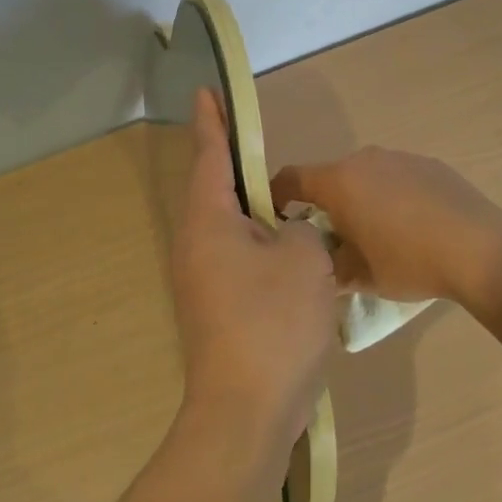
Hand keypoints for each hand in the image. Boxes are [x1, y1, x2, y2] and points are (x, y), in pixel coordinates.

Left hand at [169, 90, 337, 449]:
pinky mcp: (219, 307)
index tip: (206, 91)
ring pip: (230, 225)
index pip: (210, 156)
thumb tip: (289, 234)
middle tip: (254, 134)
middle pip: (217, 189)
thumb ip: (301, 227)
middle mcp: (197, 245)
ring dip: (253, 205)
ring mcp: (204, 280)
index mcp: (209, 222)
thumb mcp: (305, 257)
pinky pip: (240, 256)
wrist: (248, 410)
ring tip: (281, 188)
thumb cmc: (273, 321)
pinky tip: (289, 244)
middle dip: (234, 160)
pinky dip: (261, 240)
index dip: (212, 120)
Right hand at [270, 146, 501, 311]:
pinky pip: (395, 177)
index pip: (290, 178)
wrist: (480, 247)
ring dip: (360, 199)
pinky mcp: (428, 163)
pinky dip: (391, 196)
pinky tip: (412, 226)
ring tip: (377, 235)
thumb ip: (329, 266)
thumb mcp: (360, 276)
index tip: (276, 219)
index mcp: (339, 181)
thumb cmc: (409, 261)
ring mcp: (398, 157)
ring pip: (364, 176)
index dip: (276, 196)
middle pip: (330, 177)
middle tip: (332, 239)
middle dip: (325, 205)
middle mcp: (363, 159)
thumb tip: (320, 262)